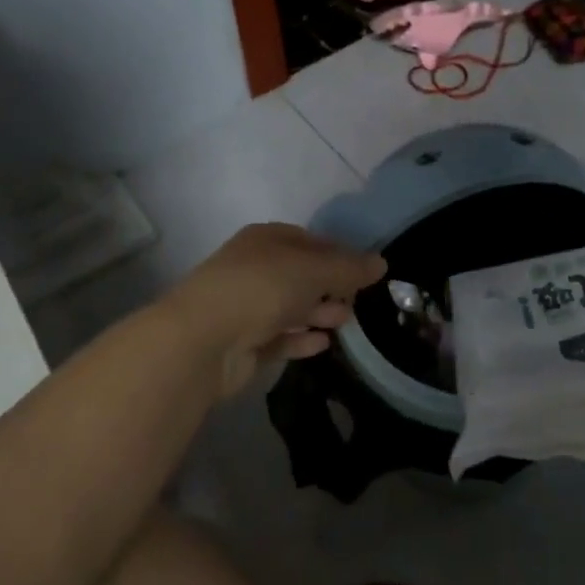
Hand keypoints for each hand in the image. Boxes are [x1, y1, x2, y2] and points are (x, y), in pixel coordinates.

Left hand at [164, 223, 385, 397]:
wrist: (203, 340)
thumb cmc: (261, 289)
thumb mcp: (313, 271)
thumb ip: (349, 268)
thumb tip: (381, 263)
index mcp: (265, 239)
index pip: (309, 241)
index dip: (338, 253)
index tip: (365, 271)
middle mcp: (254, 268)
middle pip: (300, 275)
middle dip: (330, 286)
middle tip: (358, 300)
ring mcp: (246, 306)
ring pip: (290, 306)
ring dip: (318, 313)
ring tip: (346, 322)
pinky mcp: (243, 342)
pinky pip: (279, 336)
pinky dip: (300, 338)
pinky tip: (323, 344)